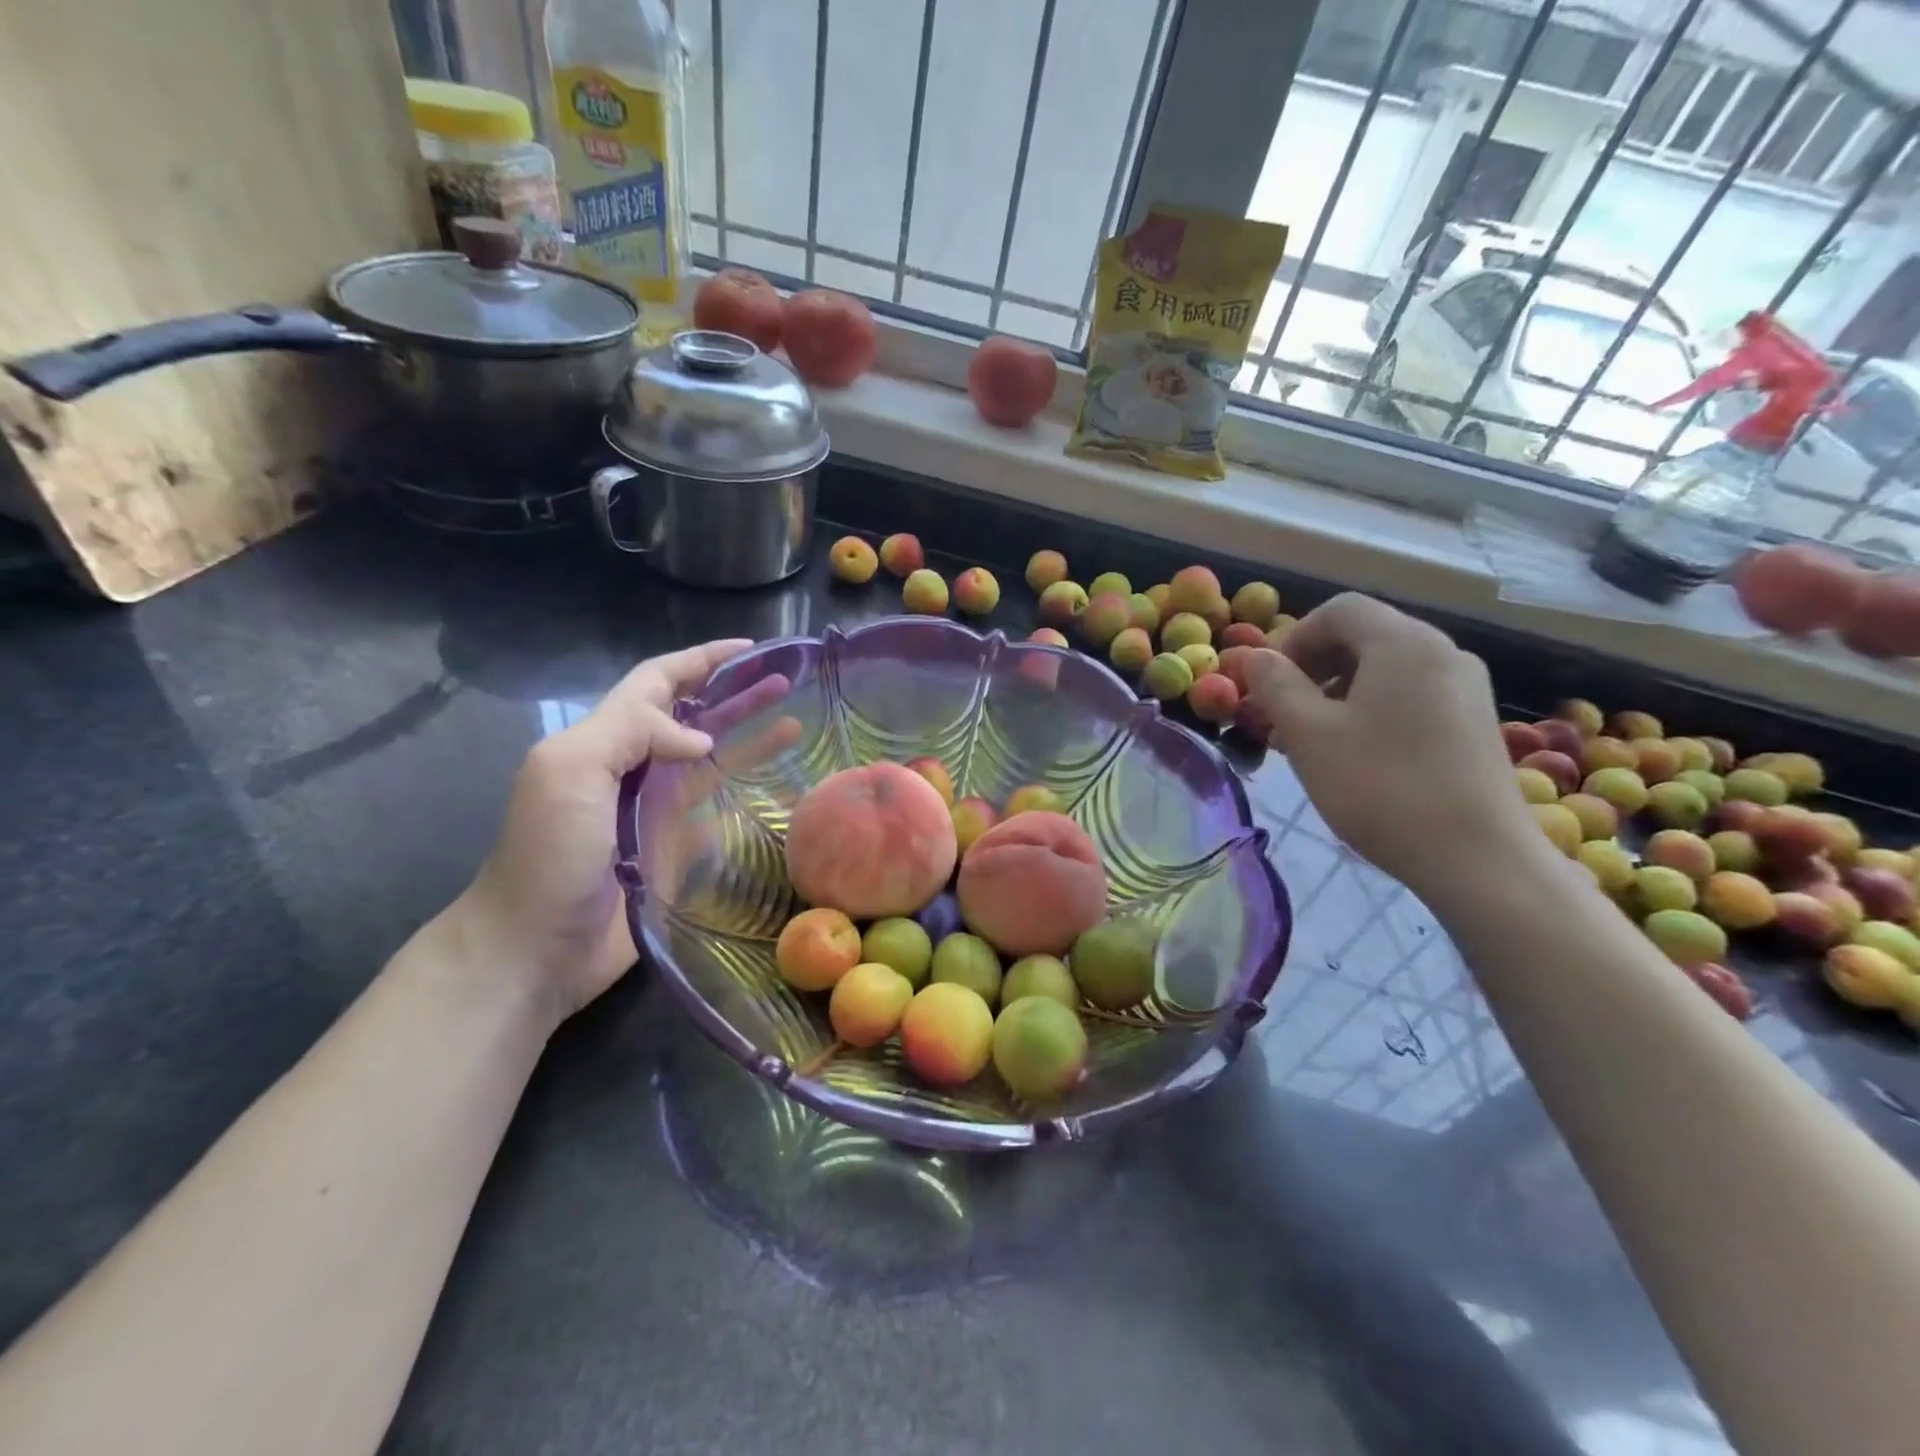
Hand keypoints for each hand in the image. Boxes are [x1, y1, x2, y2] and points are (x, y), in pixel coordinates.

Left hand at [451, 639, 752, 1027]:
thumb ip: (632, 733)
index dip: (701, 659)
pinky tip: (777, 787)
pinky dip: (744, 793)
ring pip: (712, 760)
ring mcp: (656, 810)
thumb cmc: (549, 854)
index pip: (658, 681)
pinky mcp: (674, 849)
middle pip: (694, 716)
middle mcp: (635, 767)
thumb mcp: (571, 772)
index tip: (750, 649)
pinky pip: (716, 810)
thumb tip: (702, 738)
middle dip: (737, 693)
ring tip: (796, 725)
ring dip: (750, 738)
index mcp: (605, 739)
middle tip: (787, 682)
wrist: (534, 949)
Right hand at [1244, 594, 1536, 897]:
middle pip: (1364, 637)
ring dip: (1339, 693)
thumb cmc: (1381, 787)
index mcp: (1402, 643)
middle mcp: (1442, 651)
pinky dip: (1373, 710)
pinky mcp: (1475, 722)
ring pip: (1386, 670)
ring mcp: (1466, 687)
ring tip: (1314, 741)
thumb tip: (1255, 657)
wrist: (1477, 858)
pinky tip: (1357, 756)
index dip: (1294, 639)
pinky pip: (1412, 696)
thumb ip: (1276, 686)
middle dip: (1313, 669)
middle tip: (1283, 715)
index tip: (1270, 685)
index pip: (1338, 610)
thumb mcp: (1309, 735)